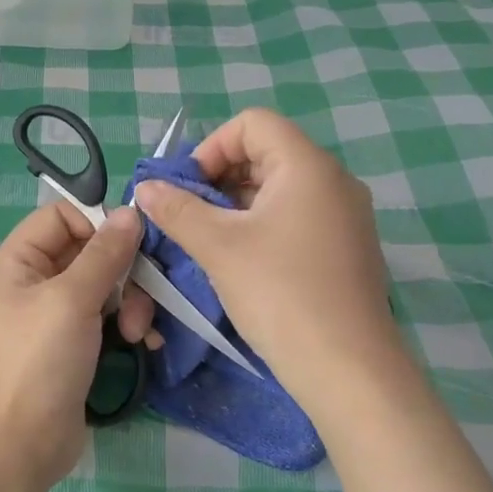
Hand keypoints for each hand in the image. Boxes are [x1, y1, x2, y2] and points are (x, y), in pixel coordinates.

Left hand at [0, 203, 152, 491]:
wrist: (23, 446)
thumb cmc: (40, 362)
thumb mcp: (73, 300)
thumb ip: (105, 254)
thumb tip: (131, 212)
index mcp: (17, 262)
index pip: (61, 216)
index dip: (97, 223)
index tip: (132, 242)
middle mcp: (32, 282)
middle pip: (88, 251)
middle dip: (122, 272)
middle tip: (142, 296)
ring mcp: (52, 315)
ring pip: (102, 285)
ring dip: (129, 302)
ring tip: (138, 332)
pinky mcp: (72, 344)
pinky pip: (104, 317)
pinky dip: (125, 324)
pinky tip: (145, 344)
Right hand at [135, 109, 401, 399]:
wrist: (347, 368)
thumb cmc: (280, 293)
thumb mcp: (218, 247)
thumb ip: (177, 209)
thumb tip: (145, 188)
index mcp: (307, 166)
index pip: (253, 123)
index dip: (212, 147)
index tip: (189, 189)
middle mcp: (333, 181)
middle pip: (266, 152)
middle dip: (219, 178)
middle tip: (190, 216)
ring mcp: (345, 216)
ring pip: (279, 188)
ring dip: (236, 204)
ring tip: (209, 241)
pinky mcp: (346, 248)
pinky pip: (297, 216)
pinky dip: (263, 225)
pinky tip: (242, 261)